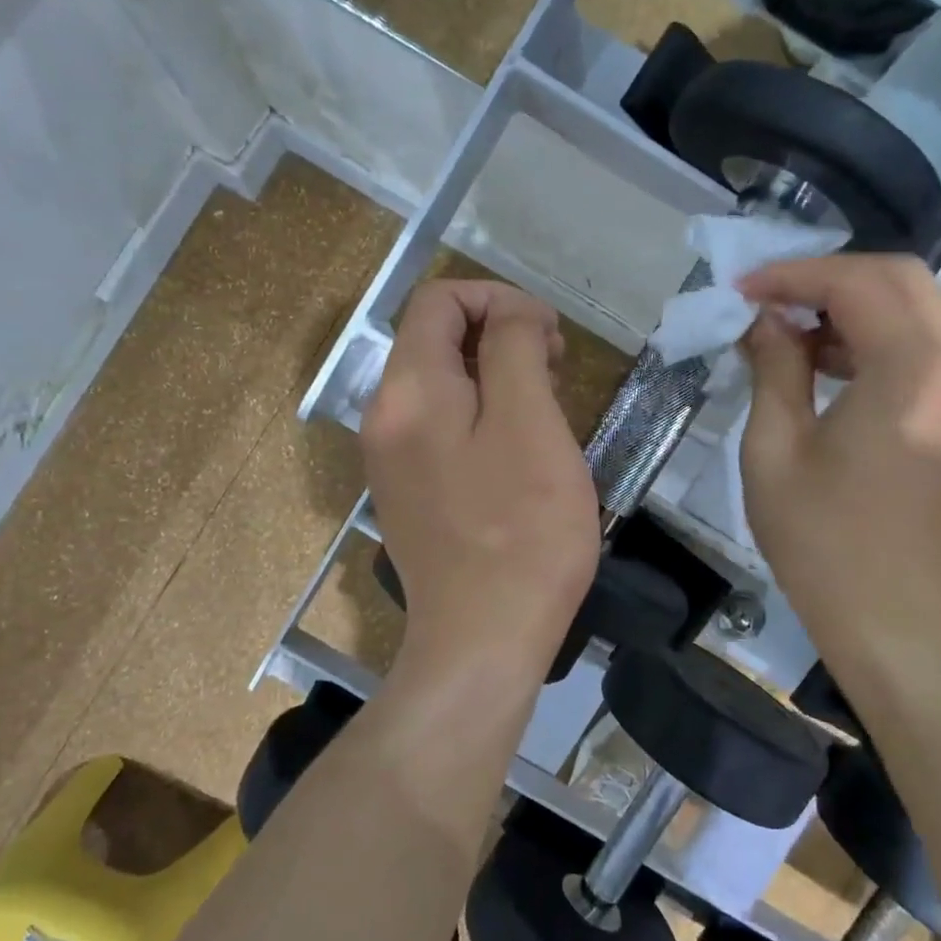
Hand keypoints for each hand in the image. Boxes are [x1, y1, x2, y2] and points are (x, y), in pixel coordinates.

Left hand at [362, 280, 600, 680]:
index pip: (438, 301)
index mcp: (408, 390)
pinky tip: (519, 446)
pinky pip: (440, 426)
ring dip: (493, 374)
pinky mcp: (409, 493)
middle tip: (555, 366)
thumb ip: (513, 349)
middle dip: (498, 334)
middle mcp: (385, 416)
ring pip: (440, 383)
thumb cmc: (520, 531)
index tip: (549, 334)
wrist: (482, 641)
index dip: (498, 299)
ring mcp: (392, 459)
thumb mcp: (529, 423)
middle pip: (434, 339)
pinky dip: (480, 413)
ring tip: (545, 403)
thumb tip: (509, 315)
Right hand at [736, 255, 940, 648]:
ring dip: (852, 307)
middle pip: (900, 279)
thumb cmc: (824, 543)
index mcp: (913, 372)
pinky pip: (927, 348)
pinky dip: (876, 339)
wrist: (898, 622)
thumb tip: (765, 321)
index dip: (794, 275)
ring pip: (918, 309)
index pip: (858, 282)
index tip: (742, 289)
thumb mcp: (775, 451)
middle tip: (767, 302)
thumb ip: (773, 369)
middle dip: (827, 279)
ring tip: (787, 334)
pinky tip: (827, 364)